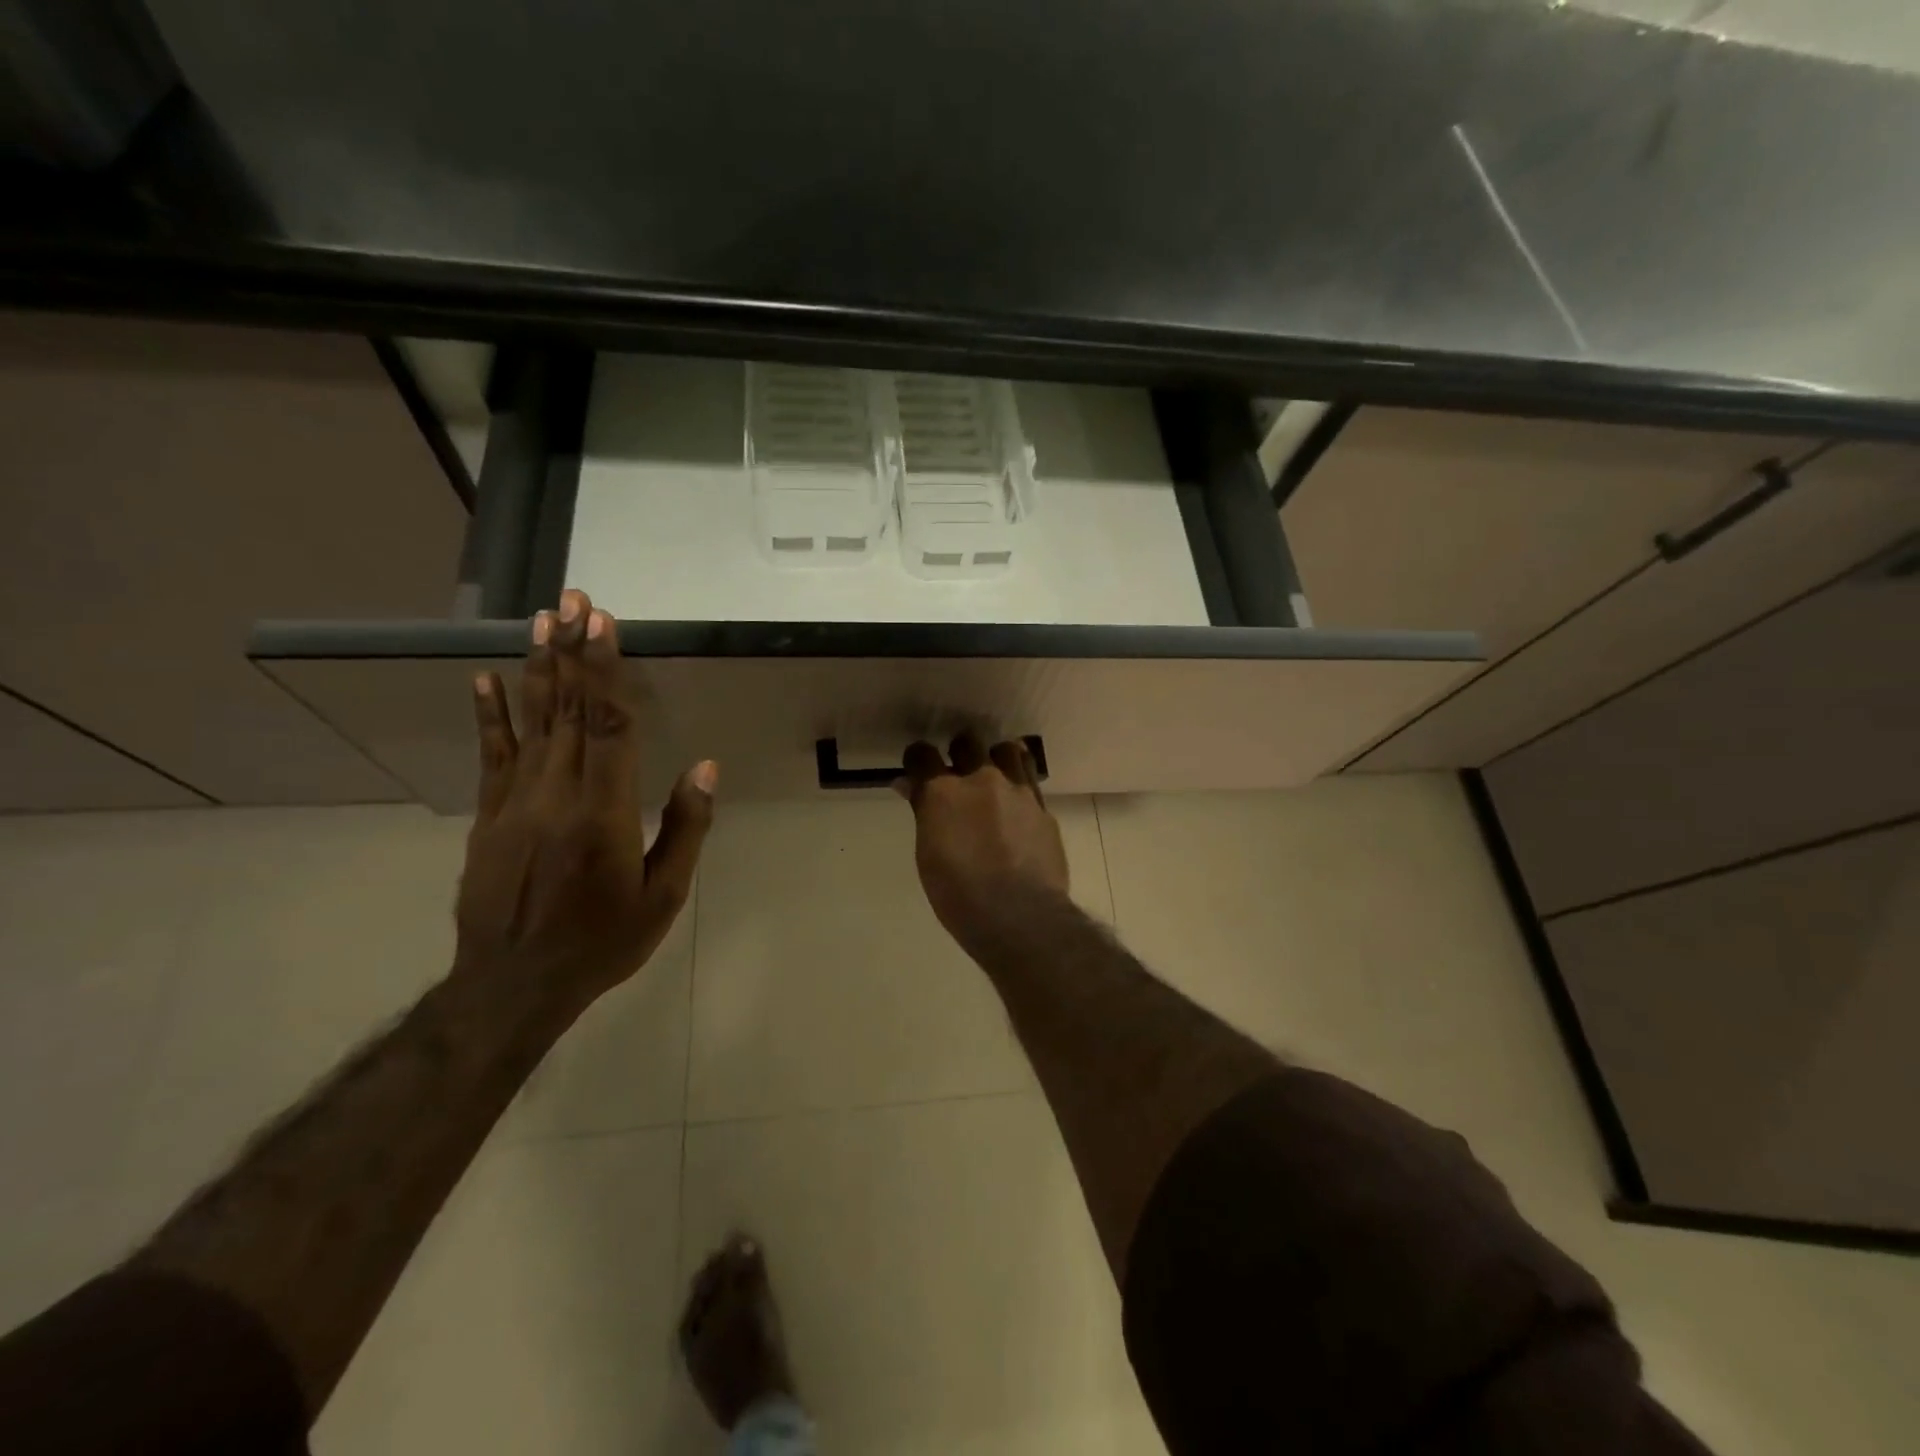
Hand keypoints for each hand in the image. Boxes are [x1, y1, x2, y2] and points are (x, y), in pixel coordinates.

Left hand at [455, 588, 716, 1015]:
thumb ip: (685, 826)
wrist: (514, 985)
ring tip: (540, 620)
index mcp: (603, 812)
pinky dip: (490, 714)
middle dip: (573, 650)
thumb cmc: (602, 940)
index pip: (609, 725)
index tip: (606, 624)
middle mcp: (556, 794)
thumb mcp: (663, 894)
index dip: (607, 671)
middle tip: (574, 599)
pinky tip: (486, 679)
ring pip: (531, 722)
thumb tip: (705, 766)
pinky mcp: (490, 816)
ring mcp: (515, 802)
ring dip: (538, 667)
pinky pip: (492, 755)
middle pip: (568, 710)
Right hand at [896, 732, 1068, 948]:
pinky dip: (1019, 788)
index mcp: (944, 792)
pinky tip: (1016, 809)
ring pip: (1008, 750)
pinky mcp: (1044, 809)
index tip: (917, 770)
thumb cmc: (959, 894)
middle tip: (957, 773)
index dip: (917, 759)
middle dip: (959, 752)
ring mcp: (1018, 791)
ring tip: (994, 778)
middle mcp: (982, 780)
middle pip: (968, 743)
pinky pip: (1030, 783)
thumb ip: (924, 813)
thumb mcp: (928, 855)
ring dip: (997, 759)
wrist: (1019, 915)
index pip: (922, 754)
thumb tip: (910, 785)